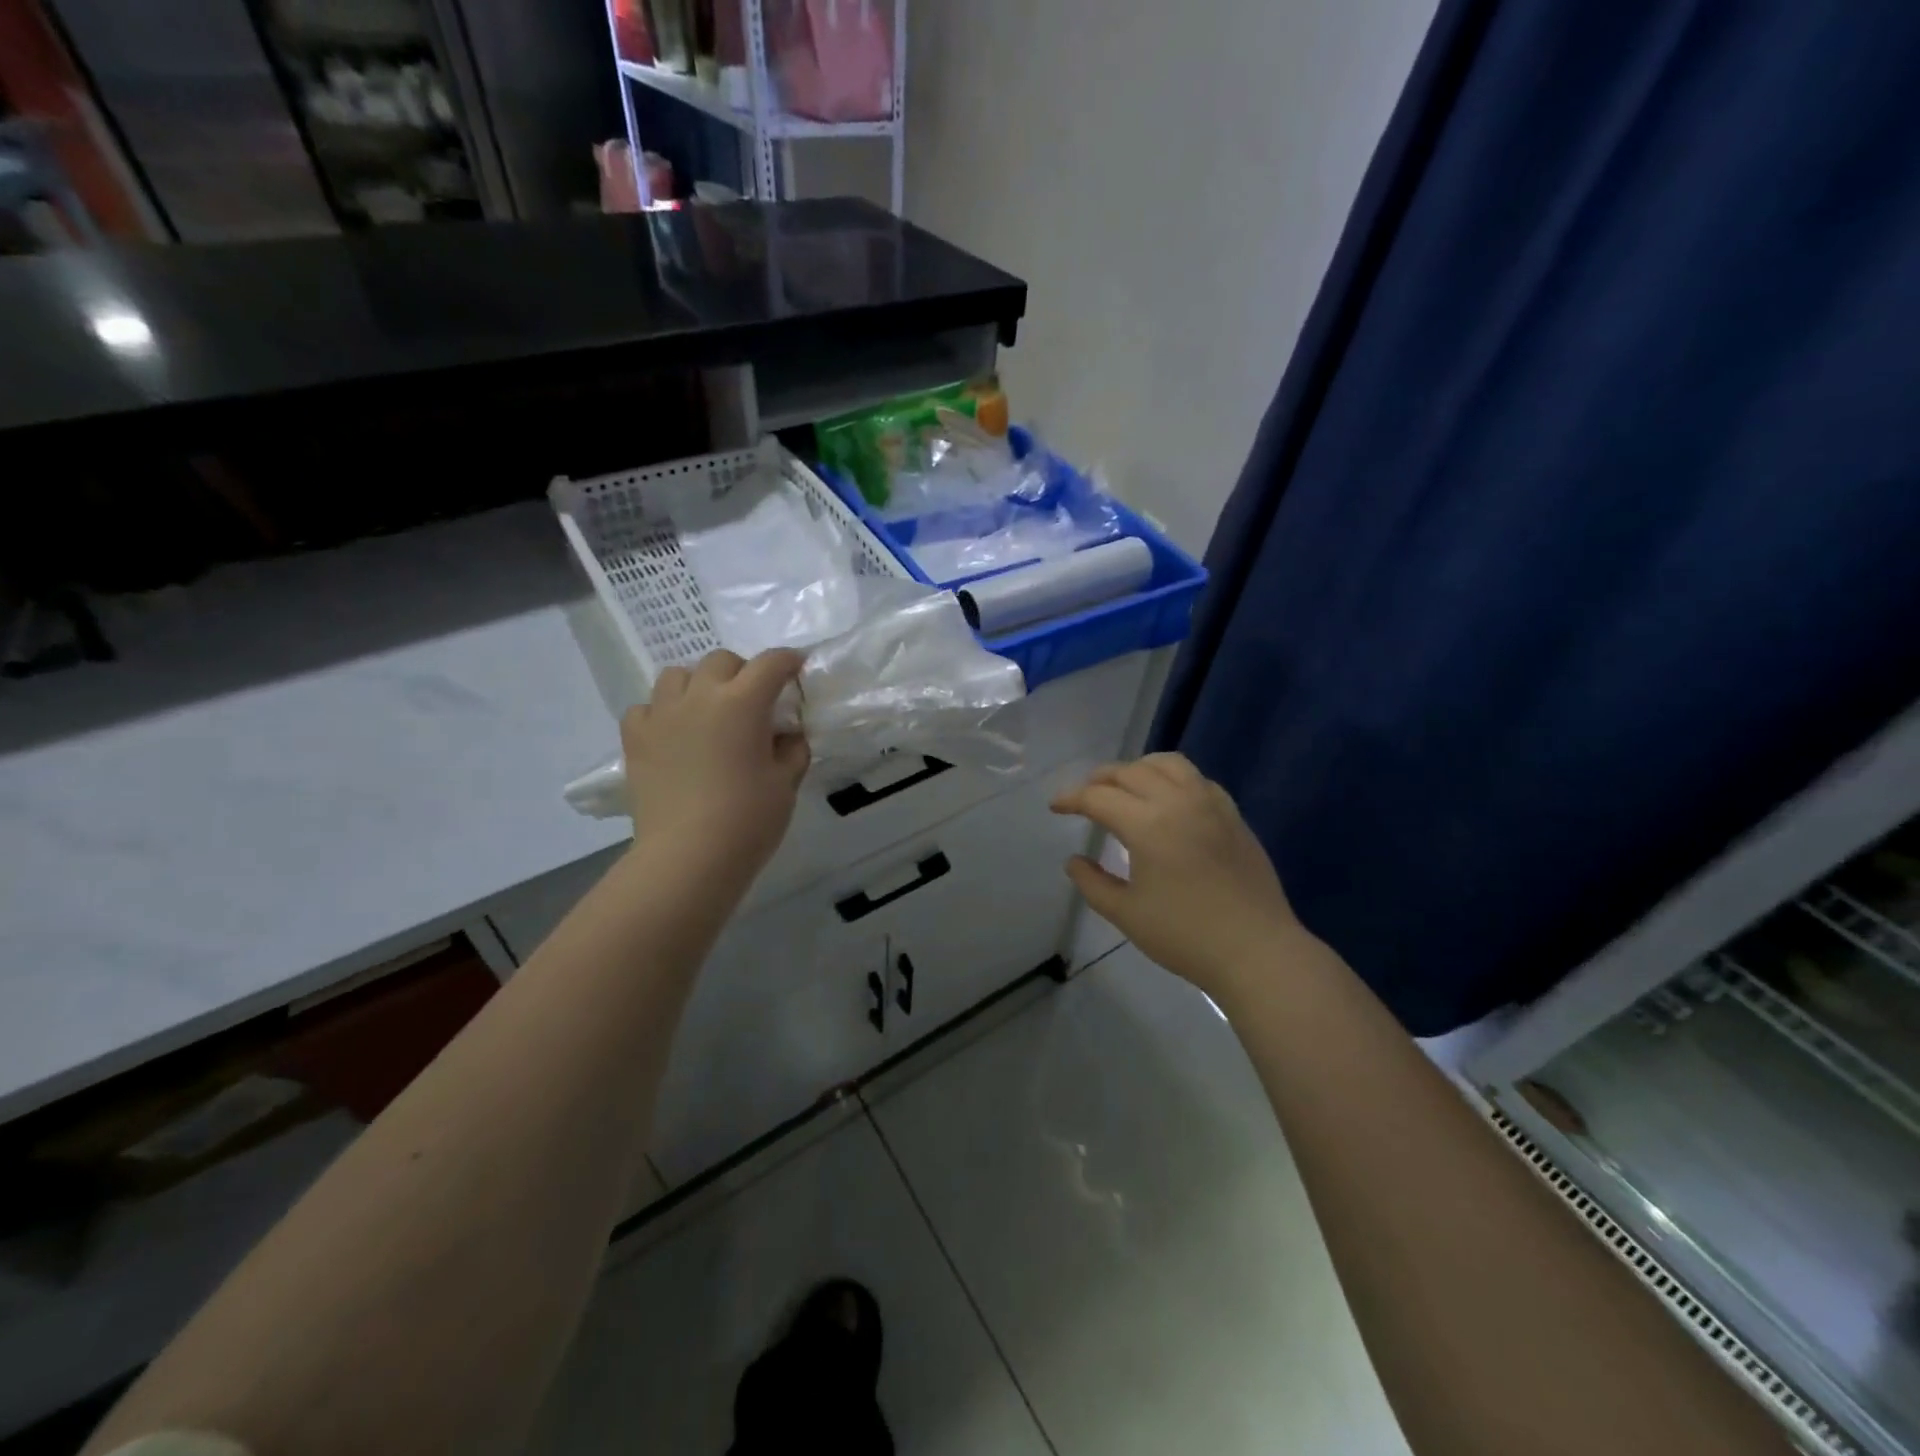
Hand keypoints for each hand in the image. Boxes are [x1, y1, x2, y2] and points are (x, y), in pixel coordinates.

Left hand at [621, 649, 809, 888]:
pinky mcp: (635, 738)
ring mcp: (662, 714)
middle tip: (754, 700)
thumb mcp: (786, 783)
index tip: (797, 668)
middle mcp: (700, 696)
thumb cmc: (748, 820)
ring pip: (677, 675)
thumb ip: (792, 749)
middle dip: (742, 672)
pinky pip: (646, 707)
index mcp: (743, 703)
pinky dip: (663, 712)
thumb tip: (787, 734)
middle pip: (721, 661)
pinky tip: (674, 734)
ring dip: (698, 684)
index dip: (788, 661)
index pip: (771, 664)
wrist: (687, 857)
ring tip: (708, 712)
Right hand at [1051, 754, 1304, 1001]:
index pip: (1099, 797)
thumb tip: (1074, 861)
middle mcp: (1178, 802)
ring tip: (1124, 785)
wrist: (1257, 951)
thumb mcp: (1127, 914)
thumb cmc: (1185, 936)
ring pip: (1168, 764)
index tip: (1056, 806)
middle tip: (1084, 796)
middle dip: (1100, 779)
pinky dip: (1172, 778)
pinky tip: (1168, 799)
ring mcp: (1210, 804)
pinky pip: (1197, 779)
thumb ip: (1093, 883)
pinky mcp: (1233, 815)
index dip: (1072, 798)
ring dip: (1138, 768)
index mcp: (1148, 825)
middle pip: (1130, 772)